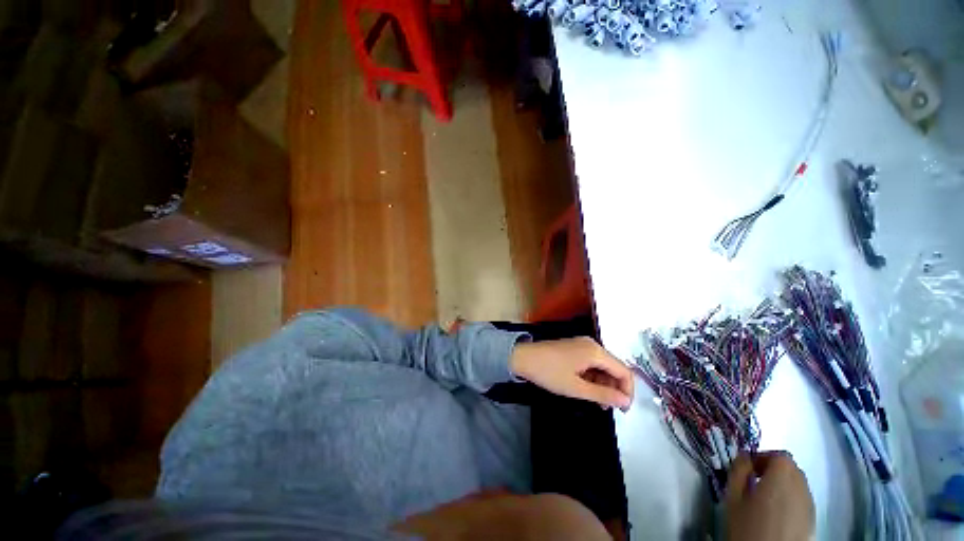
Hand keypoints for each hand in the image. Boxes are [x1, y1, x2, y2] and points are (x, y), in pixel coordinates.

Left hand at [509, 337, 633, 410]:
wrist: (523, 357)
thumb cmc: (549, 373)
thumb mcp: (576, 388)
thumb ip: (603, 395)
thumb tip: (625, 401)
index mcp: (595, 351)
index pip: (624, 371)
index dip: (627, 392)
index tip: (623, 410)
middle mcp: (592, 344)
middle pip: (614, 367)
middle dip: (614, 388)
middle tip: (607, 407)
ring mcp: (582, 344)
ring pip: (602, 366)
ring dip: (603, 384)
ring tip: (595, 401)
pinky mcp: (574, 347)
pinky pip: (591, 362)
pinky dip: (593, 376)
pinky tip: (586, 388)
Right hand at [725, 451, 814, 540]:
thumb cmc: (748, 525)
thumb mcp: (733, 496)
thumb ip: (738, 471)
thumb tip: (743, 456)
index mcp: (782, 476)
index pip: (779, 455)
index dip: (762, 457)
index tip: (747, 468)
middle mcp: (801, 485)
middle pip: (790, 468)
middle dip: (772, 470)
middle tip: (753, 482)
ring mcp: (810, 504)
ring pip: (797, 484)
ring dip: (781, 484)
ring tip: (763, 499)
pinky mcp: (812, 519)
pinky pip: (801, 499)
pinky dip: (789, 499)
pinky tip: (775, 514)